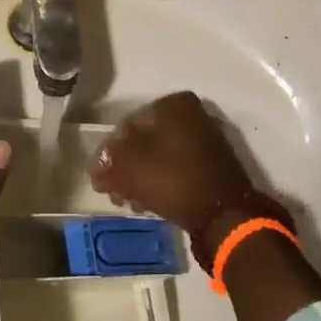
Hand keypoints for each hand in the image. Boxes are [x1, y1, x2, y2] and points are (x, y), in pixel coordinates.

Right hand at [89, 92, 257, 235]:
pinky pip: (174, 171)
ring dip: (138, 179)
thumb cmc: (172, 179)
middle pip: (143, 143)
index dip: (108, 155)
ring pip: (157, 159)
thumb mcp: (129, 166)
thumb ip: (109, 159)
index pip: (126, 127)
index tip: (98, 178)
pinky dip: (158, 184)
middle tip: (111, 193)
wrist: (222, 214)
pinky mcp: (210, 167)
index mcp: (172, 105)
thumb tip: (101, 166)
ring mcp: (203, 142)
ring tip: (127, 202)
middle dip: (123, 169)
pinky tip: (146, 204)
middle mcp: (191, 116)